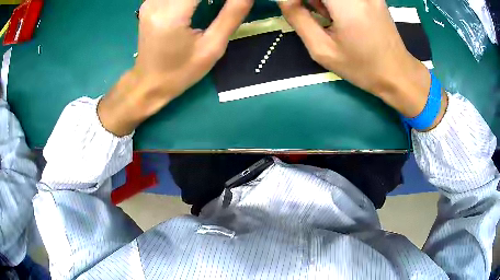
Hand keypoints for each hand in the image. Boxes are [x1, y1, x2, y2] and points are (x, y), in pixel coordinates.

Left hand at [98, 0, 252, 135]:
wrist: (149, 83)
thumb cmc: (181, 72)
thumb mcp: (212, 47)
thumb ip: (232, 14)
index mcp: (172, 15)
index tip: (237, 1)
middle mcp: (157, 3)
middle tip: (227, 5)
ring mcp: (150, 1)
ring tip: (213, 6)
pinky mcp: (149, 3)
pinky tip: (199, 4)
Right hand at [279, 0, 446, 127]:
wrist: (401, 76)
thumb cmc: (364, 70)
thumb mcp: (322, 50)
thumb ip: (299, 18)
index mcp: (346, 3)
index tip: (289, 7)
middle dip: (309, 2)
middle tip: (307, 15)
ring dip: (320, 2)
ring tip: (322, 18)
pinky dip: (332, 2)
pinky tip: (333, 14)